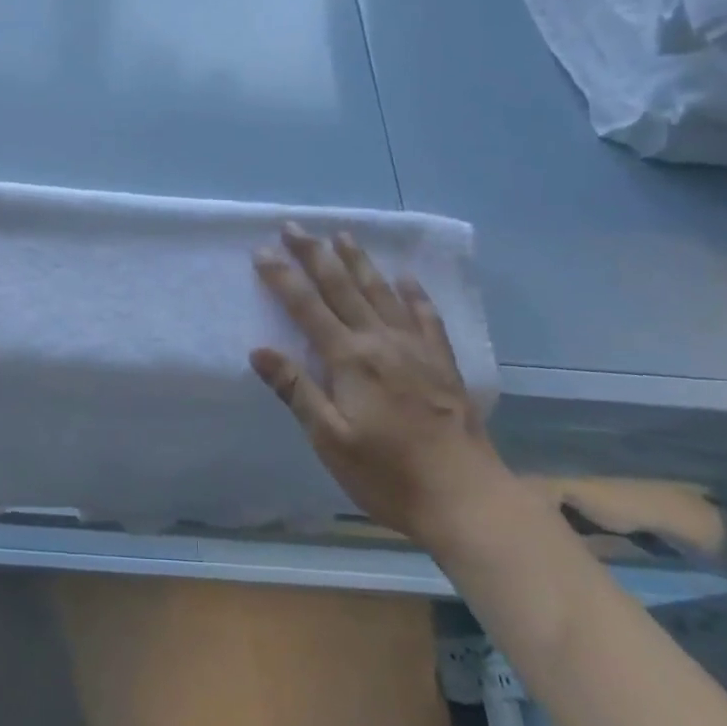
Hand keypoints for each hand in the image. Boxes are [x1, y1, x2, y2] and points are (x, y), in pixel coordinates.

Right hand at [251, 224, 503, 545]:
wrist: (467, 499)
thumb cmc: (388, 474)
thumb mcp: (330, 440)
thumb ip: (297, 391)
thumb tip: (259, 350)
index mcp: (350, 359)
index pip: (307, 307)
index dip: (282, 277)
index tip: (262, 250)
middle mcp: (381, 341)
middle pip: (342, 287)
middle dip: (315, 254)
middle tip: (294, 226)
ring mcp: (416, 348)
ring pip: (382, 292)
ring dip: (359, 261)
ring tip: (342, 235)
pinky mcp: (443, 363)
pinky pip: (426, 316)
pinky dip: (415, 293)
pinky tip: (407, 278)